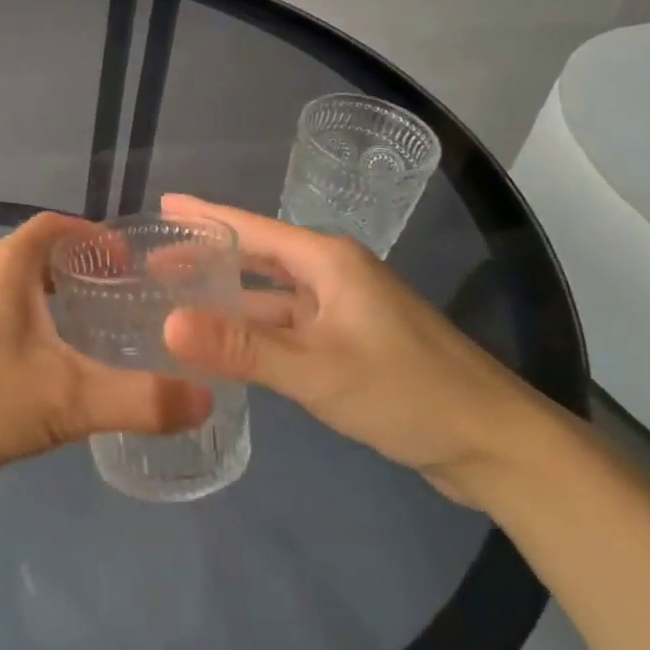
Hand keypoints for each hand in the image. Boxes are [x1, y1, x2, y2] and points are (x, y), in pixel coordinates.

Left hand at [0, 213, 212, 526]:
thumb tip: (205, 398)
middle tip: (127, 303)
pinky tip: (56, 376)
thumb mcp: (66, 398)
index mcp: (4, 267)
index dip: (95, 236)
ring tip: (101, 337)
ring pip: (19, 297)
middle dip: (82, 273)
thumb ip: (139, 400)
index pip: (56, 226)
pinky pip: (3, 328)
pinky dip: (35, 337)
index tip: (133, 265)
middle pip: (39, 258)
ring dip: (57, 307)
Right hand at [160, 195, 555, 505]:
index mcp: (327, 261)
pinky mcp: (351, 344)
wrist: (494, 443)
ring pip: (273, 295)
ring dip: (230, 296)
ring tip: (179, 299)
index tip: (161, 206)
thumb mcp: (316, 369)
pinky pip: (289, 326)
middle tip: (155, 260)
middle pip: (259, 256)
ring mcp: (344, 310)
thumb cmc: (406, 390)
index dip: (204, 216)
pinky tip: (228, 344)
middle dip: (210, 256)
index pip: (251, 228)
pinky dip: (256, 329)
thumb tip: (167, 325)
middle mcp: (334, 275)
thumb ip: (242, 348)